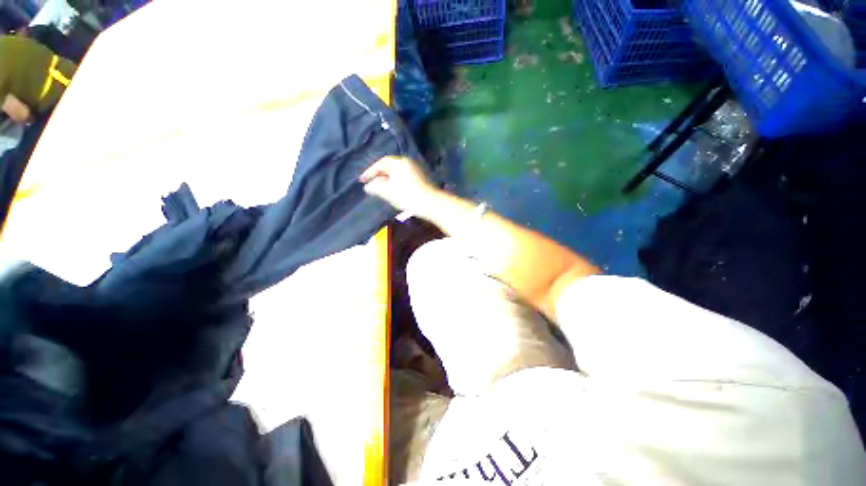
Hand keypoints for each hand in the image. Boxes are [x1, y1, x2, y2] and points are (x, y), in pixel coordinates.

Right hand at [360, 156, 437, 212]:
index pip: (381, 163)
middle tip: (370, 184)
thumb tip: (367, 186)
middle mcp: (408, 163)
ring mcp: (416, 170)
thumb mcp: (387, 192)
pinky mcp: (421, 179)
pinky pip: (404, 178)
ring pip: (397, 173)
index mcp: (400, 162)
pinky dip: (396, 183)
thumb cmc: (407, 195)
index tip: (361, 180)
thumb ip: (375, 187)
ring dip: (387, 181)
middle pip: (390, 167)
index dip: (370, 171)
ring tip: (380, 190)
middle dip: (379, 176)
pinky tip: (393, 192)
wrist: (430, 203)